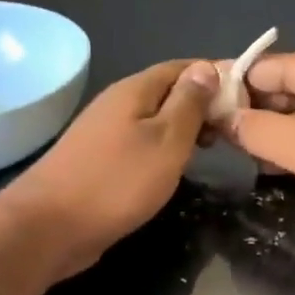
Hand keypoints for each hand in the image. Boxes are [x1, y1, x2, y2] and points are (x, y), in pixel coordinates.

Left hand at [2, 59, 218, 279]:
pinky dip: (160, 152)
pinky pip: (137, 146)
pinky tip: (171, 171)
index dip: (214, 76)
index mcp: (133, 91)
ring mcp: (101, 135)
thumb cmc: (117, 182)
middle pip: (166, 94)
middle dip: (199, 106)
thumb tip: (206, 68)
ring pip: (151, 122)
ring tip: (208, 151)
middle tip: (230, 132)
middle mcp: (115, 105)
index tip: (245, 98)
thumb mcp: (166, 140)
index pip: (181, 68)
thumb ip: (188, 105)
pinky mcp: (95, 164)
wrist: (50, 226)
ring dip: (180, 131)